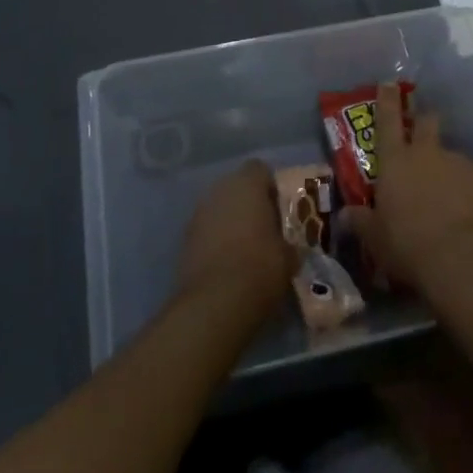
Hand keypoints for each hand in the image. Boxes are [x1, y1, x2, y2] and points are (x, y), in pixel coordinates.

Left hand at [175, 160, 294, 320]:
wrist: (216, 303)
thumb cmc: (260, 267)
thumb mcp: (288, 257)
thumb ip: (287, 243)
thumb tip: (288, 248)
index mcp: (248, 184)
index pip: (260, 170)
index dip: (270, 188)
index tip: (278, 211)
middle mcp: (220, 190)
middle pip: (237, 187)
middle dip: (248, 204)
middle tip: (263, 230)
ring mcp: (198, 213)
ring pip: (219, 209)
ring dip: (230, 222)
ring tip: (244, 250)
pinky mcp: (184, 239)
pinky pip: (206, 231)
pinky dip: (215, 241)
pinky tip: (226, 265)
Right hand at [346, 82, 472, 297]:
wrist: (463, 260)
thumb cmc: (409, 246)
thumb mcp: (376, 240)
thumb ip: (362, 222)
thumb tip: (345, 214)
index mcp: (396, 161)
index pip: (387, 120)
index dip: (387, 100)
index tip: (389, 83)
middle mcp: (428, 153)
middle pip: (427, 122)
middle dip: (425, 122)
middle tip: (425, 136)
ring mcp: (460, 163)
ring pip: (454, 158)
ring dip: (451, 172)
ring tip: (453, 203)